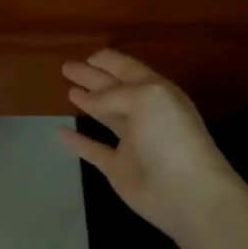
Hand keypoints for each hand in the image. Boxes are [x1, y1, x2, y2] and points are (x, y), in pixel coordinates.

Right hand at [57, 50, 247, 245]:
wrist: (187, 193)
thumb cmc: (170, 136)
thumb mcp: (146, 98)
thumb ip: (113, 94)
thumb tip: (86, 98)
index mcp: (156, 92)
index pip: (128, 69)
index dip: (109, 61)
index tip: (87, 56)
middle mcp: (144, 113)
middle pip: (113, 89)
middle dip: (92, 77)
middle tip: (66, 68)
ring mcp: (132, 142)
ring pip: (106, 117)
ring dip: (88, 103)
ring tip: (68, 91)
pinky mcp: (119, 168)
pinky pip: (94, 149)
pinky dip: (78, 142)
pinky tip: (60, 132)